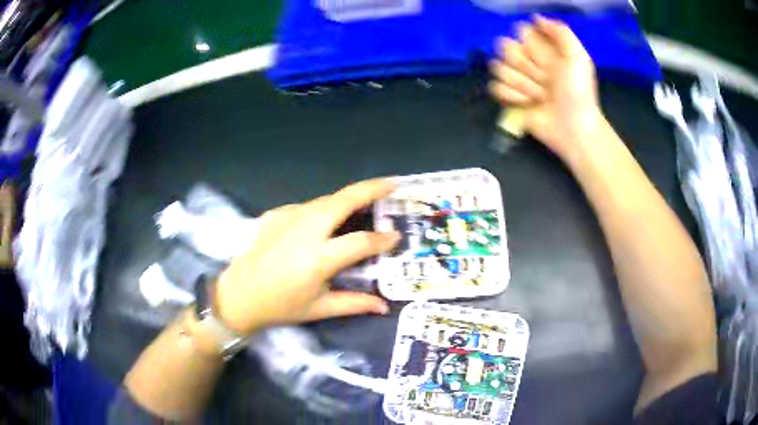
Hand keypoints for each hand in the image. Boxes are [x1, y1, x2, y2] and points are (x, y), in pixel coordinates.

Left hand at [214, 179, 400, 334]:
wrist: (238, 294)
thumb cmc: (280, 306)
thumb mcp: (319, 308)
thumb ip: (355, 303)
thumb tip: (384, 306)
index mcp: (319, 258)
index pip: (361, 242)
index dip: (383, 239)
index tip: (396, 236)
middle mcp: (306, 230)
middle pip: (344, 200)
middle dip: (371, 188)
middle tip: (392, 185)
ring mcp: (288, 217)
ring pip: (326, 200)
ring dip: (348, 198)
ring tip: (366, 200)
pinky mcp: (276, 213)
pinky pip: (307, 207)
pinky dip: (323, 209)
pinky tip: (326, 221)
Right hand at [489, 15, 603, 161]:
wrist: (573, 127)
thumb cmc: (578, 93)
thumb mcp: (578, 57)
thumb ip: (560, 32)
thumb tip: (535, 17)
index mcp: (542, 48)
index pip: (519, 31)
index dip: (529, 43)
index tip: (546, 58)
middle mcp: (526, 59)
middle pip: (505, 47)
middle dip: (526, 66)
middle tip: (545, 81)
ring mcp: (516, 78)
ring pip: (498, 67)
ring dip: (523, 85)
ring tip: (541, 97)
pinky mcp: (508, 97)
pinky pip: (495, 87)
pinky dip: (513, 97)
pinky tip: (528, 105)